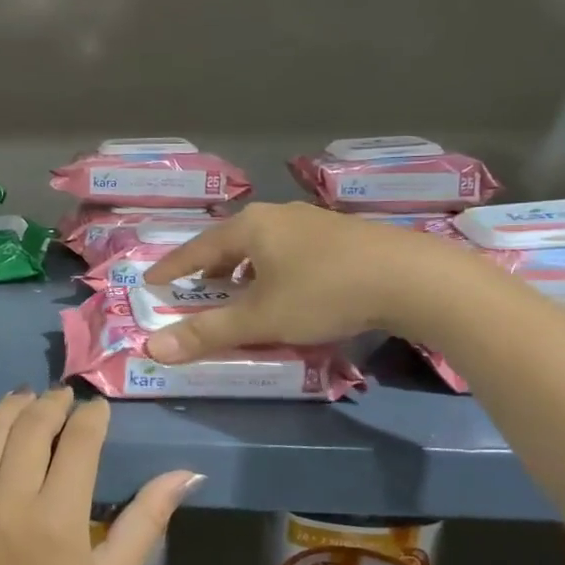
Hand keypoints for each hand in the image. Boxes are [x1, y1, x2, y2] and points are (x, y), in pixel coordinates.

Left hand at [0, 389, 196, 564]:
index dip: (91, 417)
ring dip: (7, 409)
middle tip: (64, 397)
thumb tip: (186, 472)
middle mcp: (7, 505)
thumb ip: (147, 519)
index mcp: (59, 519)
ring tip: (25, 398)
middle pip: (30, 430)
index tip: (98, 407)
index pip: (78, 443)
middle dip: (52, 405)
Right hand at [139, 201, 463, 361]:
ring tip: (242, 296)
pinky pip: (292, 251)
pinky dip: (275, 271)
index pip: (197, 248)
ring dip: (245, 271)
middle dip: (210, 270)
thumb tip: (153, 349)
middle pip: (231, 243)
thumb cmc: (324, 293)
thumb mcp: (261, 319)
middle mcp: (278, 216)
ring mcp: (314, 222)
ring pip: (264, 246)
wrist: (413, 279)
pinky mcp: (344, 235)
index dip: (172, 268)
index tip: (151, 281)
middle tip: (197, 293)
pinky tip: (290, 292)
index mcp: (250, 227)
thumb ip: (207, 333)